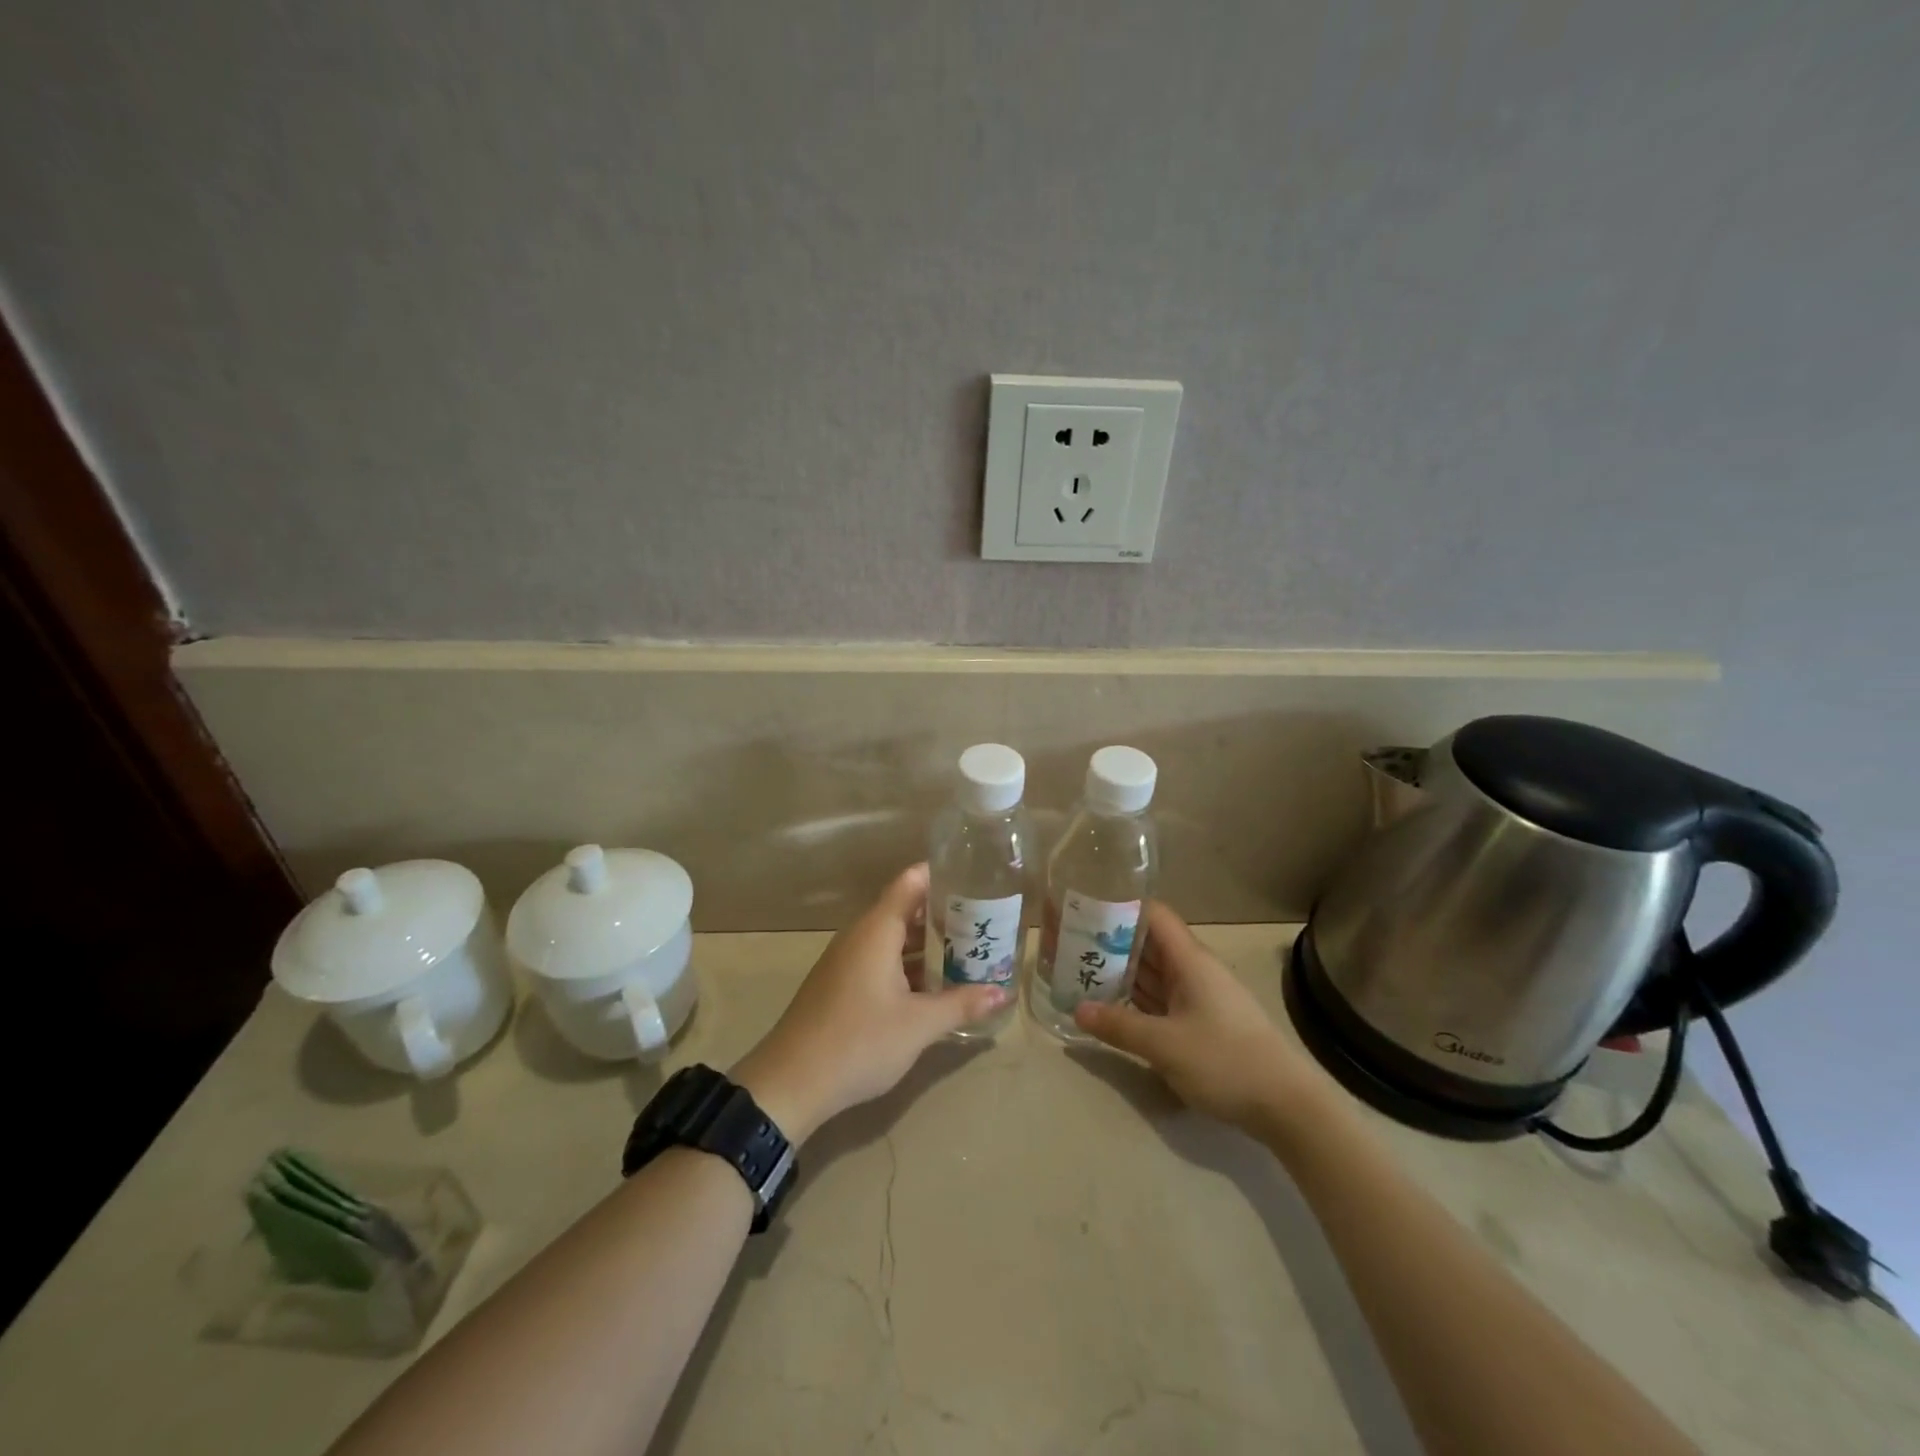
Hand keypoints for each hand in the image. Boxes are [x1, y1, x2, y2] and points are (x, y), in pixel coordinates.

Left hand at [733, 864, 1008, 1143]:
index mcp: (877, 930)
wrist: (790, 1083)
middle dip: (944, 914)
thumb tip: (1002, 992)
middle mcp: (861, 936)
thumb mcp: (918, 1025)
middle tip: (985, 920)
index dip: (941, 874)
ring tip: (969, 950)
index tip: (975, 876)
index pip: (911, 882)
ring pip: (894, 939)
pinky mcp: (841, 985)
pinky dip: (909, 964)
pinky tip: (934, 984)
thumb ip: (961, 1004)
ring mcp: (847, 961)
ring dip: (927, 943)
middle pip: (905, 909)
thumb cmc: (859, 1041)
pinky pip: (881, 960)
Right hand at [1073, 902, 1327, 1136]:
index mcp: (1189, 960)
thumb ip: (1119, 1025)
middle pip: (1147, 944)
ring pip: (1152, 974)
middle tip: (1067, 945)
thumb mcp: (1164, 1045)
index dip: (1119, 907)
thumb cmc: (1225, 1061)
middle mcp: (1193, 971)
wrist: (1287, 1106)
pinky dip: (1136, 1000)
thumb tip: (1078, 1009)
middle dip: (1109, 943)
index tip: (1083, 909)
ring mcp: (1199, 998)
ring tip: (1078, 972)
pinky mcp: (1202, 1024)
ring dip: (1120, 973)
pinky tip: (1110, 1008)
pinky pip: (1161, 1001)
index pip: (1152, 915)